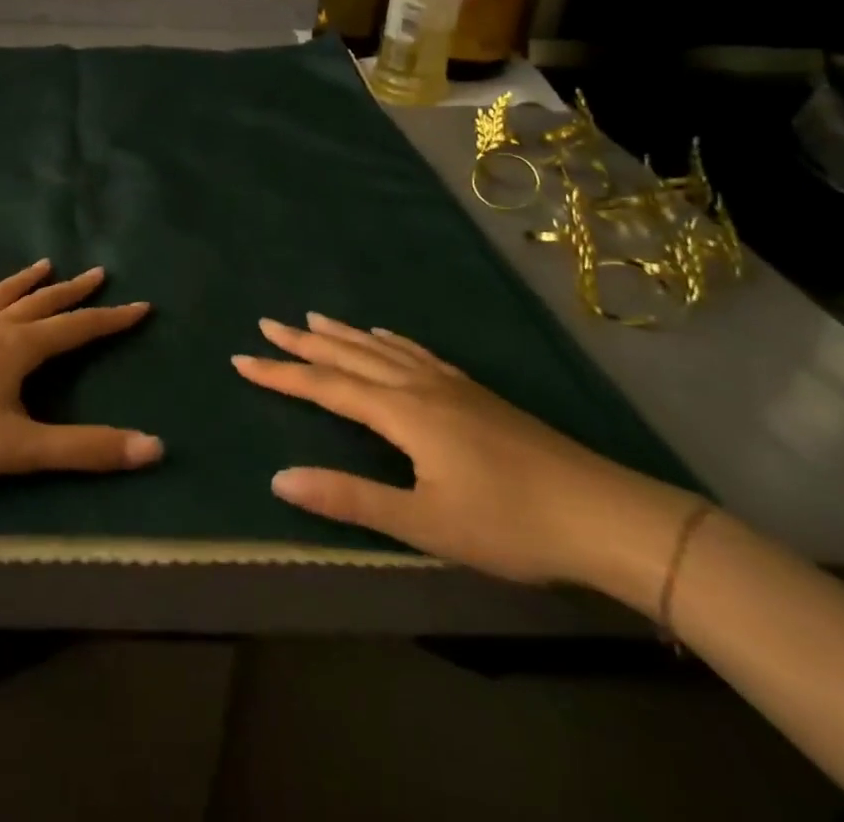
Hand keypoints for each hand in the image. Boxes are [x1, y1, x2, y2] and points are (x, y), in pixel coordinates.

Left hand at [0, 260, 163, 485]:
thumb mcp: (20, 449)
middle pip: (41, 303)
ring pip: (0, 296)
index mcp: (18, 348)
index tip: (140, 305)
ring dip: (26, 281)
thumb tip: (154, 448)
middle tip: (98, 272)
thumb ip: (85, 450)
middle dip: (73, 291)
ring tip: (45, 264)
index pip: (77, 329)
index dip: (111, 319)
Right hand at [234, 314, 696, 596]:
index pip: (325, 386)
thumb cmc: (509, 524)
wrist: (602, 513)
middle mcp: (417, 385)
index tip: (240, 358)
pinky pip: (416, 353)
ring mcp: (448, 384)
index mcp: (401, 411)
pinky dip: (388, 340)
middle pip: (348, 356)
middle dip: (303, 342)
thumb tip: (278, 478)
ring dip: (341, 334)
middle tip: (266, 323)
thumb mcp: (424, 521)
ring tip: (312, 319)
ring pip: (380, 349)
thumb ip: (350, 497)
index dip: (281, 374)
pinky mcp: (473, 392)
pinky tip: (385, 337)